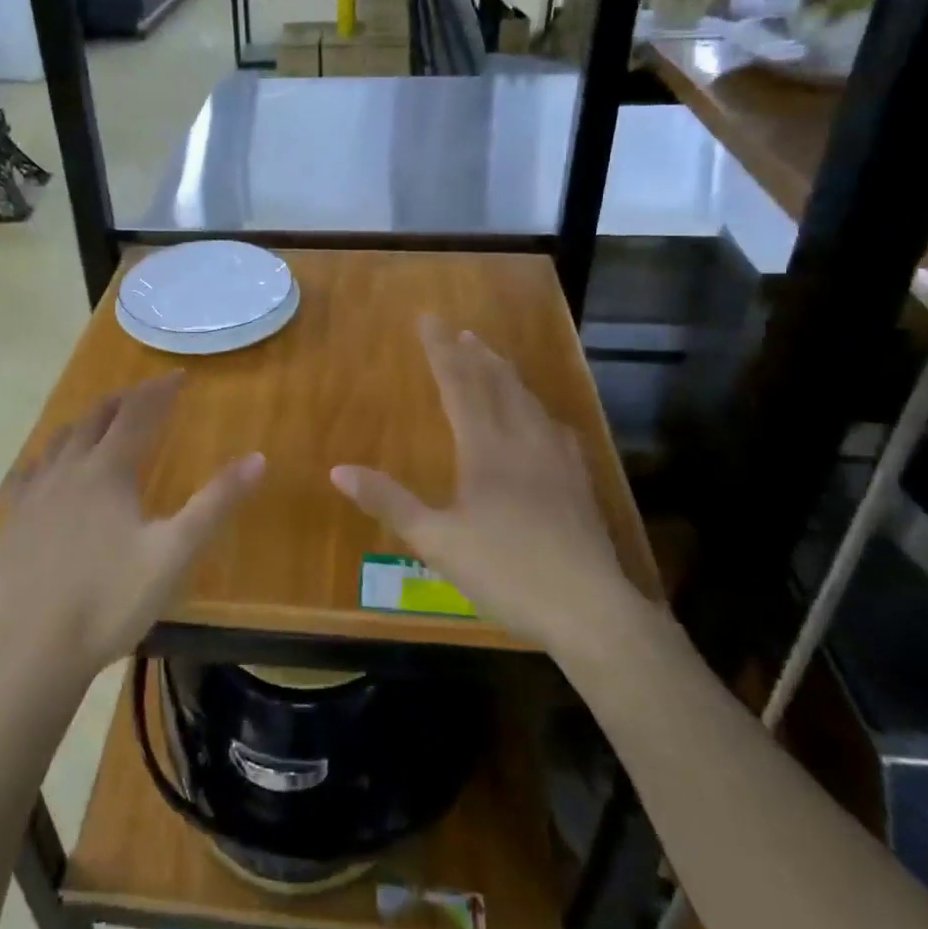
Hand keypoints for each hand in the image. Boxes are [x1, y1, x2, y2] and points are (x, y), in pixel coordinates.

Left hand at [0, 374, 264, 686]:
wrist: (36, 652)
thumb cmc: (112, 600)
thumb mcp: (175, 552)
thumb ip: (216, 503)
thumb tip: (258, 458)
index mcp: (107, 471)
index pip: (137, 414)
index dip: (159, 391)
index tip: (179, 375)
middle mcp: (68, 470)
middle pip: (96, 418)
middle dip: (124, 400)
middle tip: (144, 393)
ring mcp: (35, 496)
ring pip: (60, 440)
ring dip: (86, 422)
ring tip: (101, 419)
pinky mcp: (14, 522)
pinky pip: (31, 472)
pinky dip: (49, 456)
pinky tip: (48, 469)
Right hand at [331, 316, 634, 659]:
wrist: (589, 609)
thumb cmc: (506, 573)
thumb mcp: (436, 542)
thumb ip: (389, 502)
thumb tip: (338, 470)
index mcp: (486, 450)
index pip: (459, 386)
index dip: (441, 351)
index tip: (429, 319)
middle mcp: (523, 443)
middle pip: (499, 386)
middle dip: (477, 356)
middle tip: (464, 332)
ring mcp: (557, 461)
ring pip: (530, 404)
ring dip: (509, 377)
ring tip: (497, 361)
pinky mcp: (579, 484)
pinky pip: (556, 430)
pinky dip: (540, 412)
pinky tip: (546, 421)